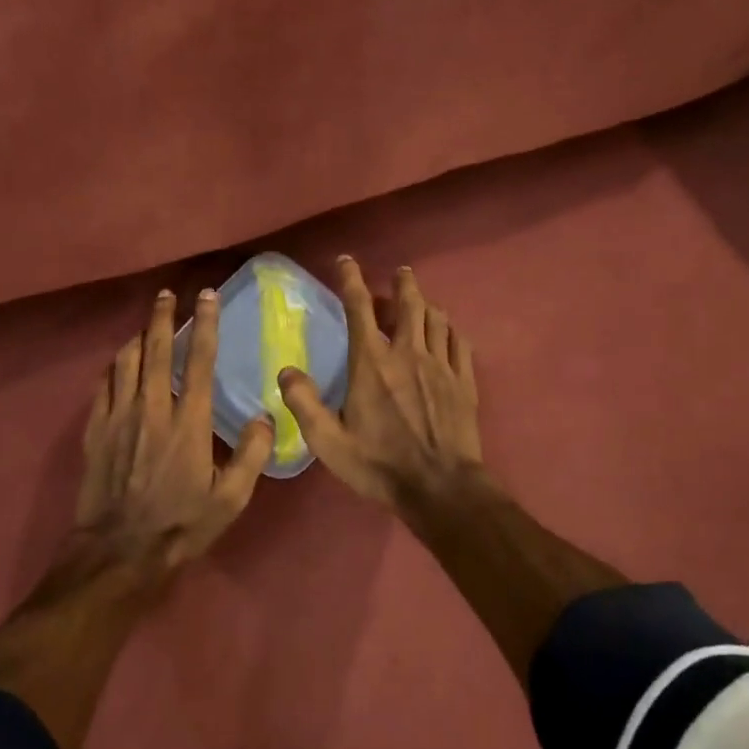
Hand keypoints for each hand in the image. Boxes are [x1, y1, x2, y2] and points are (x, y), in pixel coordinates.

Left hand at [72, 288, 273, 580]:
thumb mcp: (230, 500)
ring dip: (138, 336)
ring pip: (125, 361)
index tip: (207, 297)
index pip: (198, 360)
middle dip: (162, 317)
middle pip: (155, 350)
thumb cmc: (180, 525)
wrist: (119, 552)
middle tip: (167, 294)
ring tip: (146, 324)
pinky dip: (113, 366)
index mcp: (187, 422)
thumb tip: (266, 417)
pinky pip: (103, 385)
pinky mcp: (95, 430)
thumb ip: (251, 456)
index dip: (205, 324)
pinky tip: (119, 363)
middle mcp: (151, 408)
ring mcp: (118, 417)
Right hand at [277, 258, 484, 509]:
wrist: (441, 488)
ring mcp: (440, 365)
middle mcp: (408, 353)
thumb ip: (304, 404)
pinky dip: (450, 328)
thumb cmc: (380, 465)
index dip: (351, 279)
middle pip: (408, 304)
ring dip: (425, 303)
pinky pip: (459, 341)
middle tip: (399, 273)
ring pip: (436, 318)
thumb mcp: (329, 442)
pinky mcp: (464, 381)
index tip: (347, 260)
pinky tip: (446, 331)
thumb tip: (285, 370)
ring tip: (420, 300)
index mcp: (372, 363)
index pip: (359, 308)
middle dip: (402, 283)